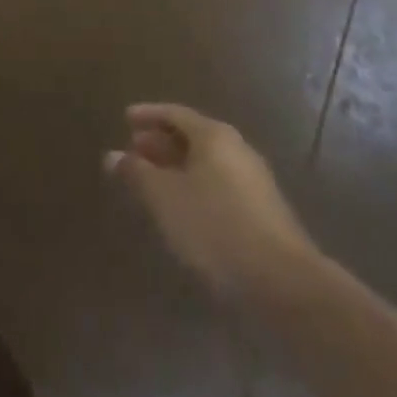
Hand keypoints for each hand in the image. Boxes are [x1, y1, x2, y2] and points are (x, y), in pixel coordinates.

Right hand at [107, 104, 315, 304]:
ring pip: (206, 163)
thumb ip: (137, 173)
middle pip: (192, 137)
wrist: (283, 283)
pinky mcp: (261, 212)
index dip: (148, 115)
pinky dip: (194, 187)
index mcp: (214, 136)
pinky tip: (182, 210)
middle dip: (161, 142)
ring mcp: (253, 181)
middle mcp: (236, 149)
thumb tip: (113, 156)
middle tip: (134, 151)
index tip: (125, 119)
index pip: (175, 113)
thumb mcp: (165, 198)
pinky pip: (218, 185)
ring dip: (176, 168)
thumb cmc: (215, 227)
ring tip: (151, 183)